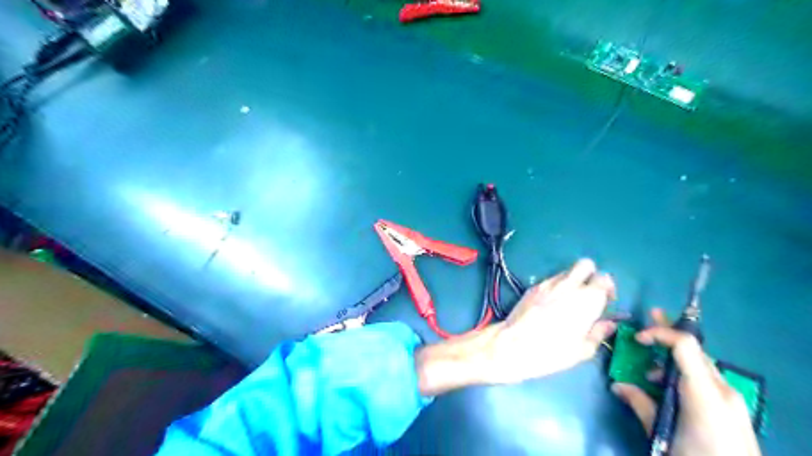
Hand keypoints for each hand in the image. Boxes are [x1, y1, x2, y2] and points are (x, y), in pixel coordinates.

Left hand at [419, 259, 615, 394]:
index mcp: (587, 299)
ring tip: (570, 300)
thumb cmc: (551, 352)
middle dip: (591, 275)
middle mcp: (569, 285)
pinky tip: (552, 303)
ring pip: (567, 271)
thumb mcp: (582, 350)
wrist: (513, 345)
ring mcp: (549, 283)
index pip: (604, 278)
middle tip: (589, 294)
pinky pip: (551, 279)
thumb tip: (609, 323)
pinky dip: (557, 285)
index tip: (605, 302)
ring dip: (574, 280)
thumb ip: (598, 333)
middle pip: (586, 264)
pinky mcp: (534, 287)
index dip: (607, 288)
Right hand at [617, 312, 761, 455]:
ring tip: (650, 372)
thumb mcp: (661, 432)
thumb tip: (617, 385)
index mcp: (704, 392)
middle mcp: (721, 389)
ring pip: (698, 364)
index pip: (684, 345)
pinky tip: (669, 389)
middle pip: (694, 350)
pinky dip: (684, 374)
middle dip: (669, 333)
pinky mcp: (731, 408)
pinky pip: (705, 379)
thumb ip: (640, 404)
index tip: (637, 338)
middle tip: (651, 314)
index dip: (660, 333)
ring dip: (673, 359)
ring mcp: (730, 399)